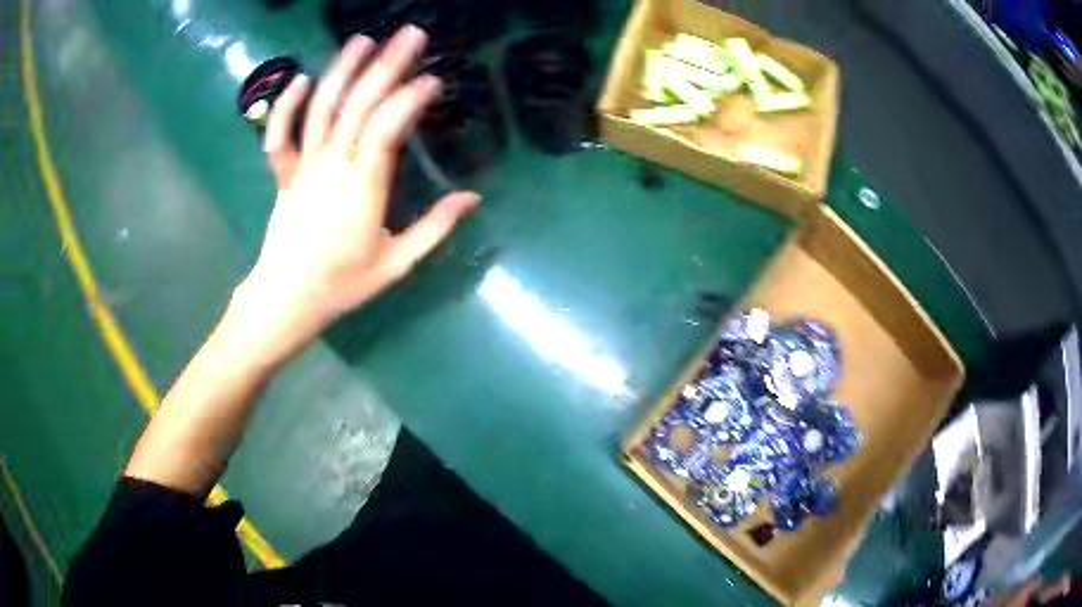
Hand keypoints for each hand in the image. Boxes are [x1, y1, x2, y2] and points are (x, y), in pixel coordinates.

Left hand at [231, 27, 479, 365]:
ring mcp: (303, 168)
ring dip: (342, 71)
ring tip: (363, 39)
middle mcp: (332, 167)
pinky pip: (279, 137)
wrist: (286, 300)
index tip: (433, 80)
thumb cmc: (343, 284)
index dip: (410, 99)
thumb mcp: (397, 263)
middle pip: (359, 106)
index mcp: (362, 189)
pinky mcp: (284, 174)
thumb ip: (435, 228)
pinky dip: (285, 107)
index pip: (387, 129)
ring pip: (321, 111)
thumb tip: (472, 197)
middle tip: (411, 34)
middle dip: (386, 66)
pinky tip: (301, 78)